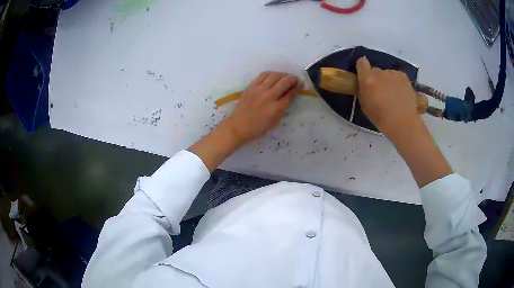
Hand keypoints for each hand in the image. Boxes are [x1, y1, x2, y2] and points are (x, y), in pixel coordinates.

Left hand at [188, 71, 301, 171]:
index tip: (301, 84)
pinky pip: (263, 75)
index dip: (298, 87)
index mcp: (277, 108)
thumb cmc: (258, 128)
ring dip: (282, 74)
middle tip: (295, 80)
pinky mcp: (251, 86)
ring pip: (274, 75)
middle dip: (292, 79)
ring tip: (285, 77)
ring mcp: (259, 90)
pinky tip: (273, 76)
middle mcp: (269, 96)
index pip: (291, 93)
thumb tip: (289, 96)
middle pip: (285, 81)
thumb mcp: (275, 121)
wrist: (239, 126)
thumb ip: (283, 108)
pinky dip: (271, 74)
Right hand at [355, 56, 422, 139]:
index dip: (362, 68)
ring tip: (393, 96)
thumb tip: (364, 84)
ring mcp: (393, 73)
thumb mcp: (365, 105)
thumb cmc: (381, 118)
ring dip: (387, 81)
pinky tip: (400, 95)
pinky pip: (397, 77)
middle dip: (376, 78)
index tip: (364, 76)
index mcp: (367, 79)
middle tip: (380, 92)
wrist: (403, 123)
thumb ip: (363, 90)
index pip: (361, 62)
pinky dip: (397, 83)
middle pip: (375, 70)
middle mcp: (380, 72)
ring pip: (387, 74)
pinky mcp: (403, 76)